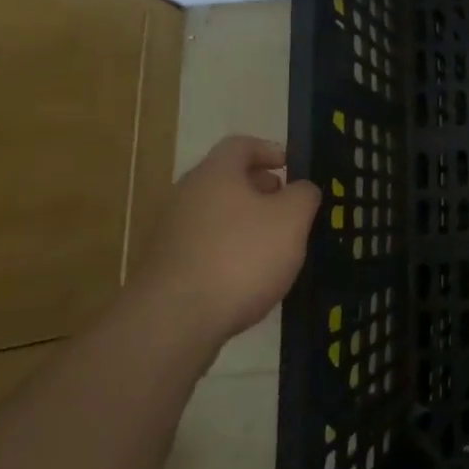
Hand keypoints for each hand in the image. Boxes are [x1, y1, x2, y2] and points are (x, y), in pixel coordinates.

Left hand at [140, 136, 320, 344]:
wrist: (172, 323)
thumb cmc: (240, 257)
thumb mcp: (291, 220)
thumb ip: (304, 196)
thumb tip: (301, 189)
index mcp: (215, 173)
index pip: (241, 145)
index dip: (269, 150)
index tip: (290, 167)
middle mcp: (186, 194)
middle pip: (226, 179)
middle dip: (259, 189)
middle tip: (287, 207)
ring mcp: (170, 232)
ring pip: (215, 214)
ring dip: (244, 222)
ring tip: (272, 246)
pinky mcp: (164, 268)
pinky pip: (203, 246)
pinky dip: (227, 251)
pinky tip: (245, 277)